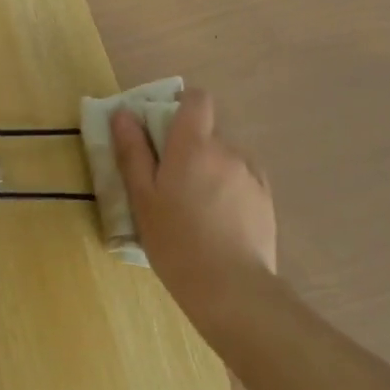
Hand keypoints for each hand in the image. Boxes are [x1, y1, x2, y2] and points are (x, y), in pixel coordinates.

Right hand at [111, 88, 277, 331]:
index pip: (197, 99)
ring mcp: (252, 174)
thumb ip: (133, 152)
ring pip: (225, 158)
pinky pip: (242, 180)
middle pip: (207, 132)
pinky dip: (229, 190)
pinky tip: (219, 223)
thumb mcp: (142, 197)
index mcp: (194, 144)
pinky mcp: (266, 199)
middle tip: (171, 183)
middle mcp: (228, 150)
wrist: (231, 289)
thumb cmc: (176, 241)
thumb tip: (124, 114)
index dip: (181, 105)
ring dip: (210, 170)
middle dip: (190, 148)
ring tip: (197, 209)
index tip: (164, 129)